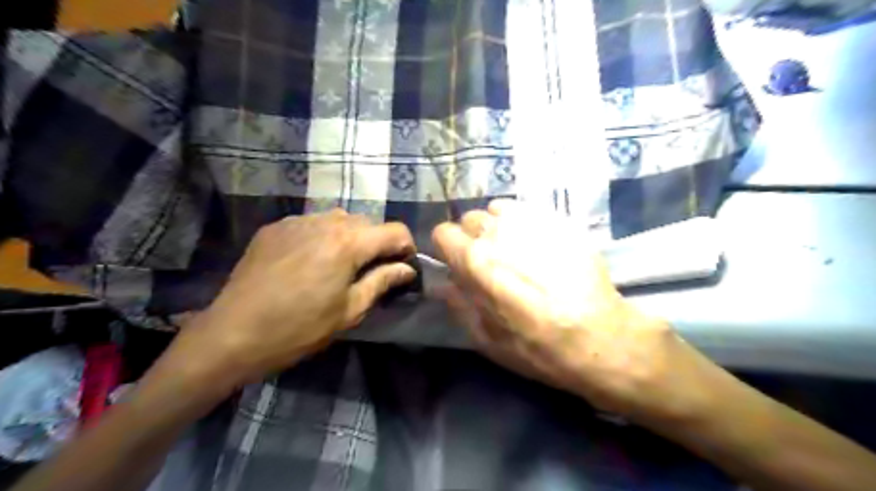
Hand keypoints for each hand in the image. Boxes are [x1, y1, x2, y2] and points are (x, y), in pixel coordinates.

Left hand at [157, 212, 415, 390]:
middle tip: (370, 271)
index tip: (402, 267)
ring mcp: (297, 221)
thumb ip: (382, 281)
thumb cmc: (298, 328)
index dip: (406, 247)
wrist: (232, 334)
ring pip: (339, 219)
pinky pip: (311, 223)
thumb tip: (407, 269)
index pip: (395, 230)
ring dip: (350, 238)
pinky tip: (309, 260)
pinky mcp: (275, 227)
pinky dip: (321, 236)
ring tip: (339, 265)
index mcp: (348, 243)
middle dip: (377, 243)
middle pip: (367, 223)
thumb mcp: (349, 310)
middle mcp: (325, 222)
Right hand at [435, 201, 714, 423]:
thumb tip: (444, 284)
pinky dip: (521, 222)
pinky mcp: (558, 221)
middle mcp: (499, 234)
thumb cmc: (538, 348)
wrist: (600, 339)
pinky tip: (536, 245)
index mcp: (476, 262)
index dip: (446, 248)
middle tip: (488, 261)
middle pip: (469, 218)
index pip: (442, 233)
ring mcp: (531, 224)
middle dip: (472, 238)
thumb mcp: (487, 340)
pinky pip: (526, 210)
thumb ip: (459, 305)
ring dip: (497, 228)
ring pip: (497, 210)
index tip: (456, 262)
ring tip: (513, 250)